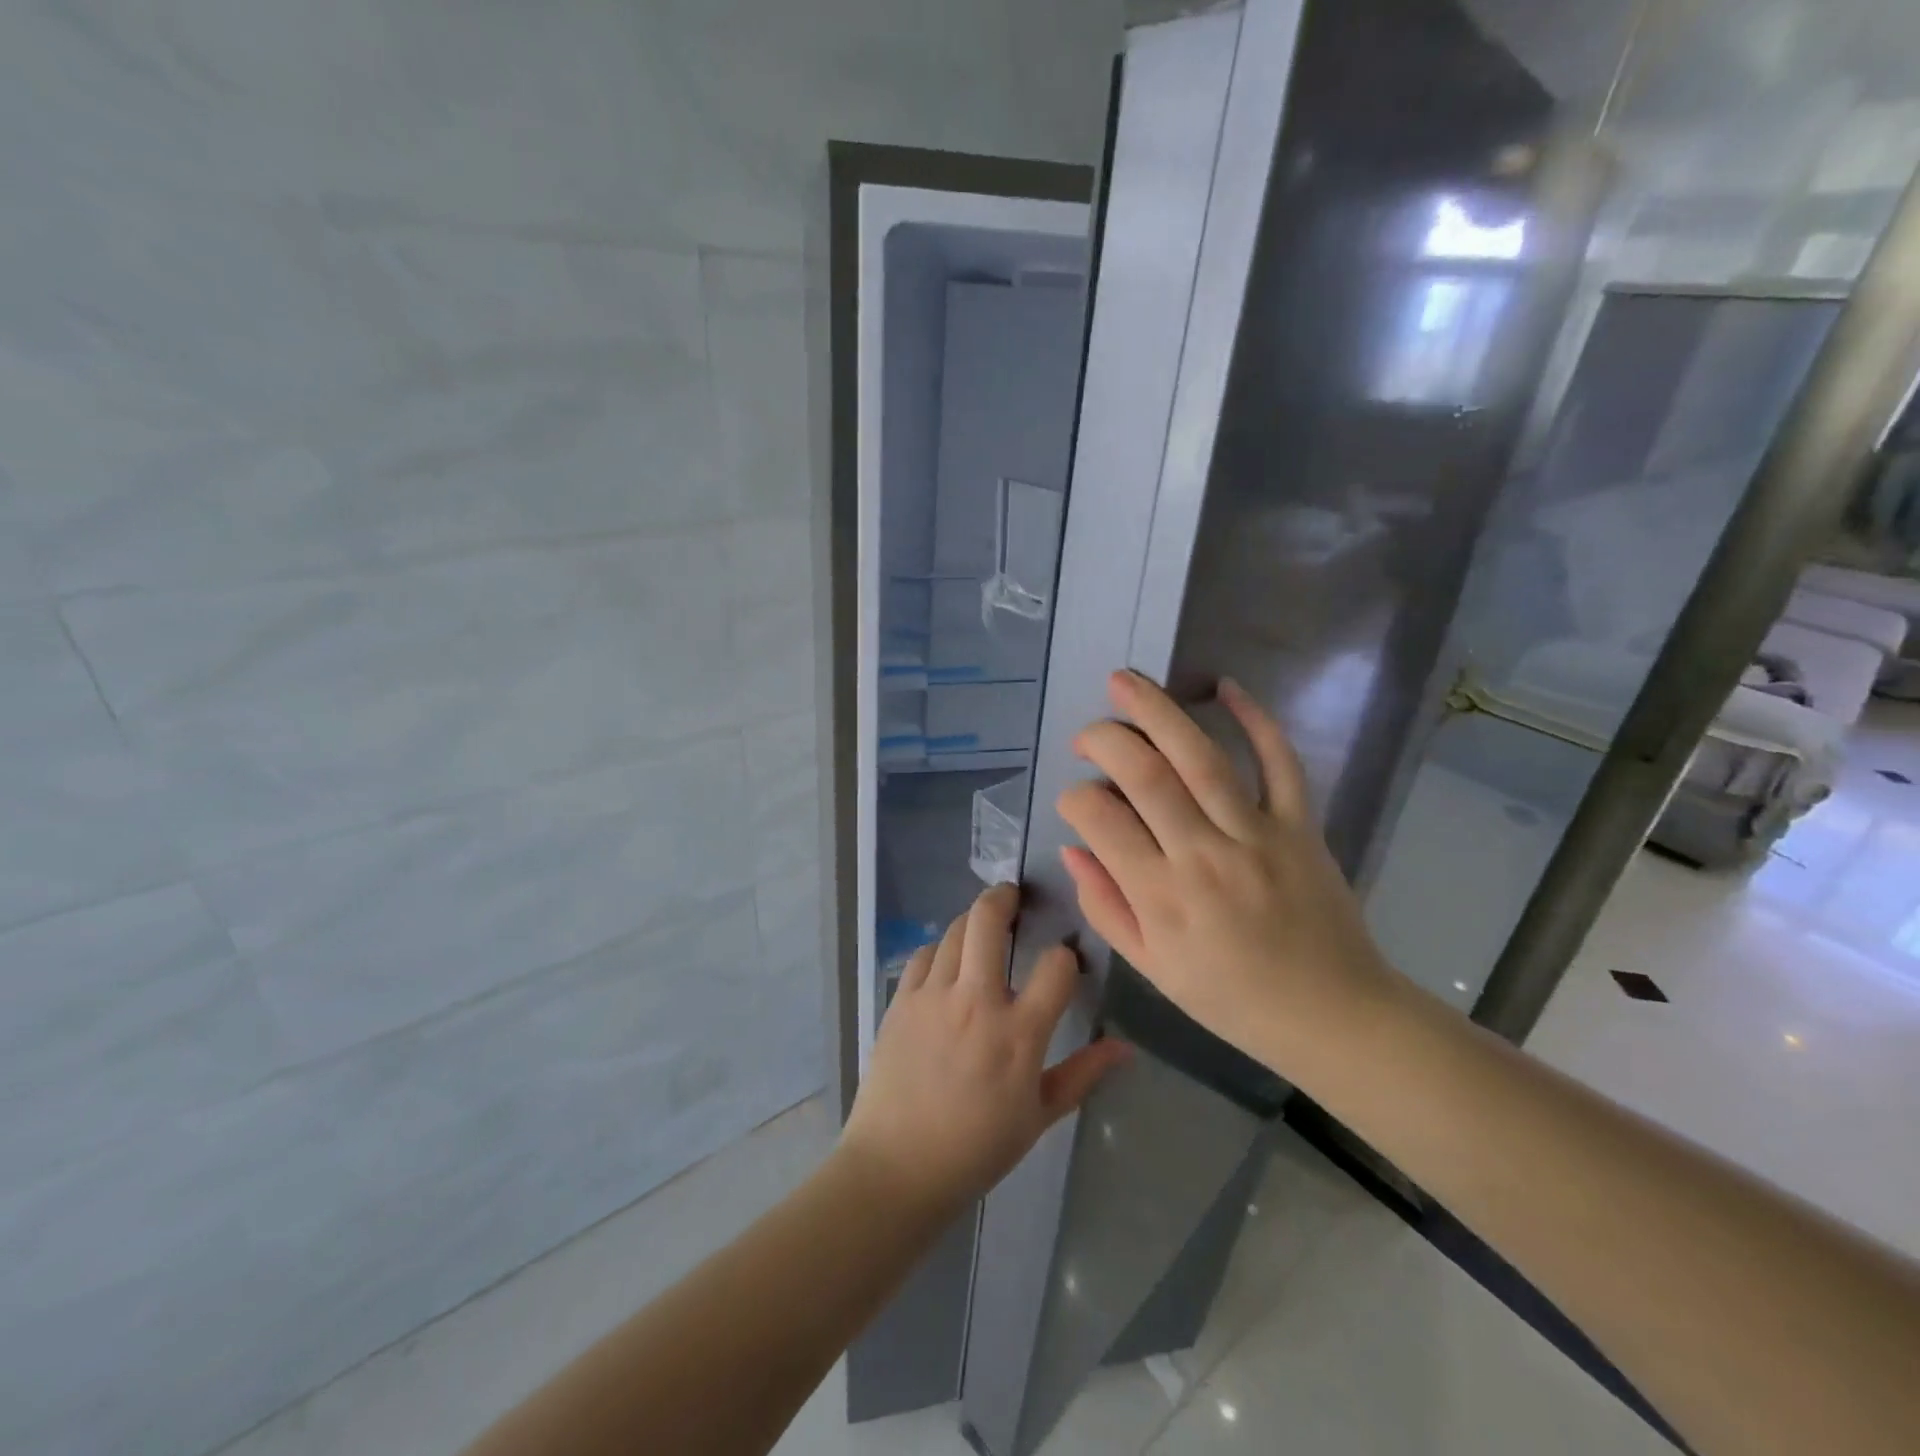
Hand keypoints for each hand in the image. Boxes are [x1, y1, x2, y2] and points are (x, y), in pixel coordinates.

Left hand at [839, 884, 1129, 1216]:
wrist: (897, 1167)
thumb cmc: (976, 1149)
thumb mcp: (1039, 1117)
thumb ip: (1082, 1075)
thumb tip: (1125, 1048)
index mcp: (1018, 1033)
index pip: (1055, 967)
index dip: (1065, 957)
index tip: (1064, 962)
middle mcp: (975, 1001)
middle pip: (988, 921)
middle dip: (1004, 898)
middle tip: (1013, 895)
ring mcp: (933, 996)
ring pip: (953, 931)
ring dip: (971, 920)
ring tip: (982, 925)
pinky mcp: (901, 1001)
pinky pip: (922, 955)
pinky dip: (939, 948)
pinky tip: (946, 961)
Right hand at [1056, 670, 1396, 1070]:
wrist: (1332, 1015)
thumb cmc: (1231, 998)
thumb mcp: (1152, 968)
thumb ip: (1105, 906)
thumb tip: (1073, 848)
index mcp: (1162, 898)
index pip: (1101, 821)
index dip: (1075, 797)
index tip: (1075, 798)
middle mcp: (1204, 856)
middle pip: (1146, 776)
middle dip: (1105, 740)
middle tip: (1086, 733)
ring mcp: (1257, 835)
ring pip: (1202, 758)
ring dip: (1158, 712)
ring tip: (1124, 681)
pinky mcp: (1300, 825)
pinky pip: (1280, 763)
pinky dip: (1257, 720)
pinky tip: (1227, 688)